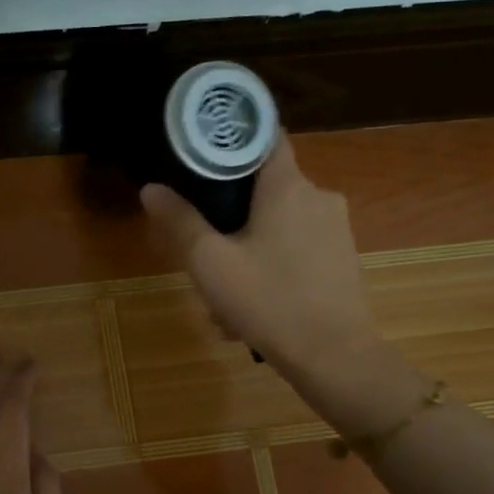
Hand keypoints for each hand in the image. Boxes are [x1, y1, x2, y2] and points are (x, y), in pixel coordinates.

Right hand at [141, 135, 379, 373]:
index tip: (204, 152)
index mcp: (288, 187)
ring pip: (279, 223)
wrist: (335, 357)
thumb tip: (151, 188)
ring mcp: (335, 228)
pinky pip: (297, 248)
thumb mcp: (210, 264)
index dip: (232, 139)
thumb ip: (179, 222)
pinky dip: (272, 265)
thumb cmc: (269, 301)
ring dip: (249, 247)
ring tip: (224, 293)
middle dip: (231, 213)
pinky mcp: (342, 257)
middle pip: (265, 187)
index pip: (264, 136)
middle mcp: (318, 196)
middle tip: (203, 246)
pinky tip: (253, 305)